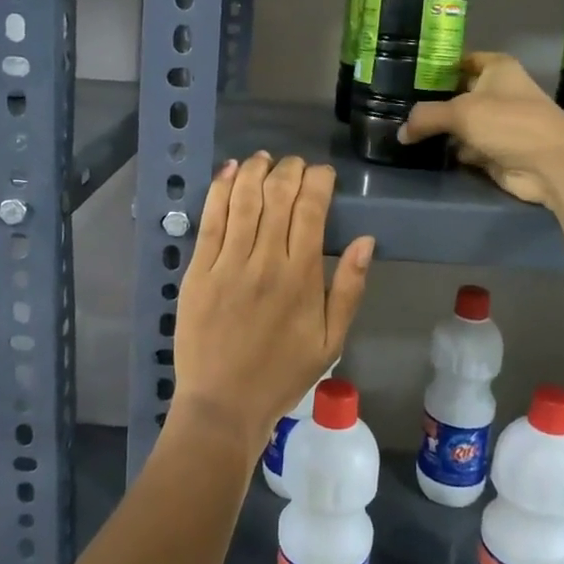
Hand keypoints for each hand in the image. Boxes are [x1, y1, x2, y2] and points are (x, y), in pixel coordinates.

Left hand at [172, 152, 374, 454]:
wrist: (223, 405)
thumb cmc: (282, 375)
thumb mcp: (331, 341)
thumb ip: (348, 288)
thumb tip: (366, 241)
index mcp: (301, 278)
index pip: (311, 210)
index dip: (318, 182)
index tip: (322, 174)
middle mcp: (265, 262)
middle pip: (277, 197)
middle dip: (289, 170)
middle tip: (294, 164)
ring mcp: (227, 265)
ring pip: (243, 201)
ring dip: (255, 171)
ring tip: (263, 158)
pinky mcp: (197, 271)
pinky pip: (210, 221)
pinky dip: (219, 191)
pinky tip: (228, 172)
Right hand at [399, 52, 563, 218]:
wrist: (549, 164)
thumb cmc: (509, 122)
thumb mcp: (461, 112)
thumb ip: (426, 117)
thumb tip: (401, 133)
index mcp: (497, 68)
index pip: (461, 60)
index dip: (436, 65)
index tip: (406, 72)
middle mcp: (497, 92)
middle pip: (456, 93)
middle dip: (431, 101)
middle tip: (395, 105)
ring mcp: (497, 123)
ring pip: (459, 123)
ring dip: (438, 129)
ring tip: (402, 128)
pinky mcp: (494, 151)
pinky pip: (464, 147)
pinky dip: (449, 151)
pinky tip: (422, 151)